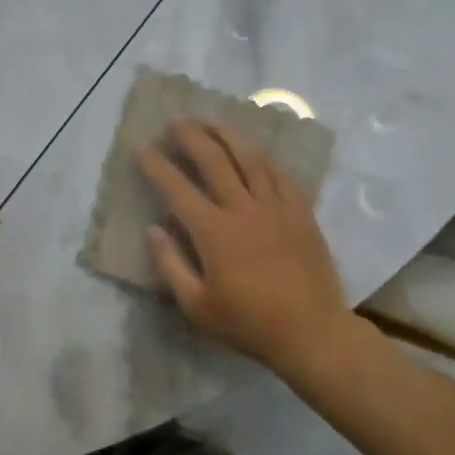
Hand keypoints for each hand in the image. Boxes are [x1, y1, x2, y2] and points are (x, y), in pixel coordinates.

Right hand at [137, 120, 347, 371]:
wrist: (311, 332)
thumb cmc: (249, 324)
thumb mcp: (197, 307)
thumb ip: (170, 265)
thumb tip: (154, 228)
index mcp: (214, 232)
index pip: (178, 188)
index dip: (157, 166)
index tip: (143, 149)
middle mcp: (244, 209)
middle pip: (214, 160)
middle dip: (192, 136)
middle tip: (176, 123)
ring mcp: (276, 207)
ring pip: (250, 158)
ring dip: (228, 135)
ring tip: (212, 122)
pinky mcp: (300, 212)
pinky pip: (281, 174)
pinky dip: (263, 156)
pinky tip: (254, 149)